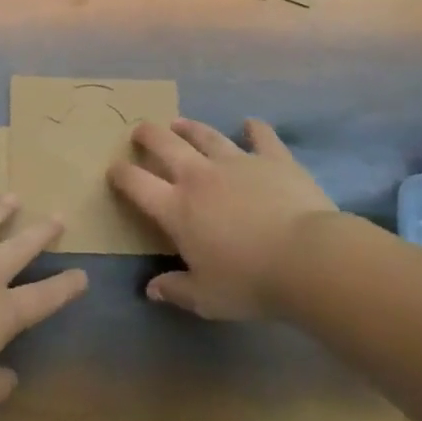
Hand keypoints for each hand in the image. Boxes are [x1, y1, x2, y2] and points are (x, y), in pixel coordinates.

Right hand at [109, 118, 339, 320]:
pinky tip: (250, 124)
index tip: (114, 170)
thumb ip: (176, 290)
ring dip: (189, 127)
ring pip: (205, 135)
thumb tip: (152, 289)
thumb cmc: (250, 282)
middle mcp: (199, 177)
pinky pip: (261, 137)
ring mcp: (236, 163)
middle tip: (140, 131)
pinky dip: (254, 129)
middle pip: (164, 144)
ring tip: (179, 122)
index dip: (120, 174)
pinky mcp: (273, 159)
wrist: (308, 259)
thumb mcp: (207, 298)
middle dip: (148, 135)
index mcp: (176, 208)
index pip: (136, 184)